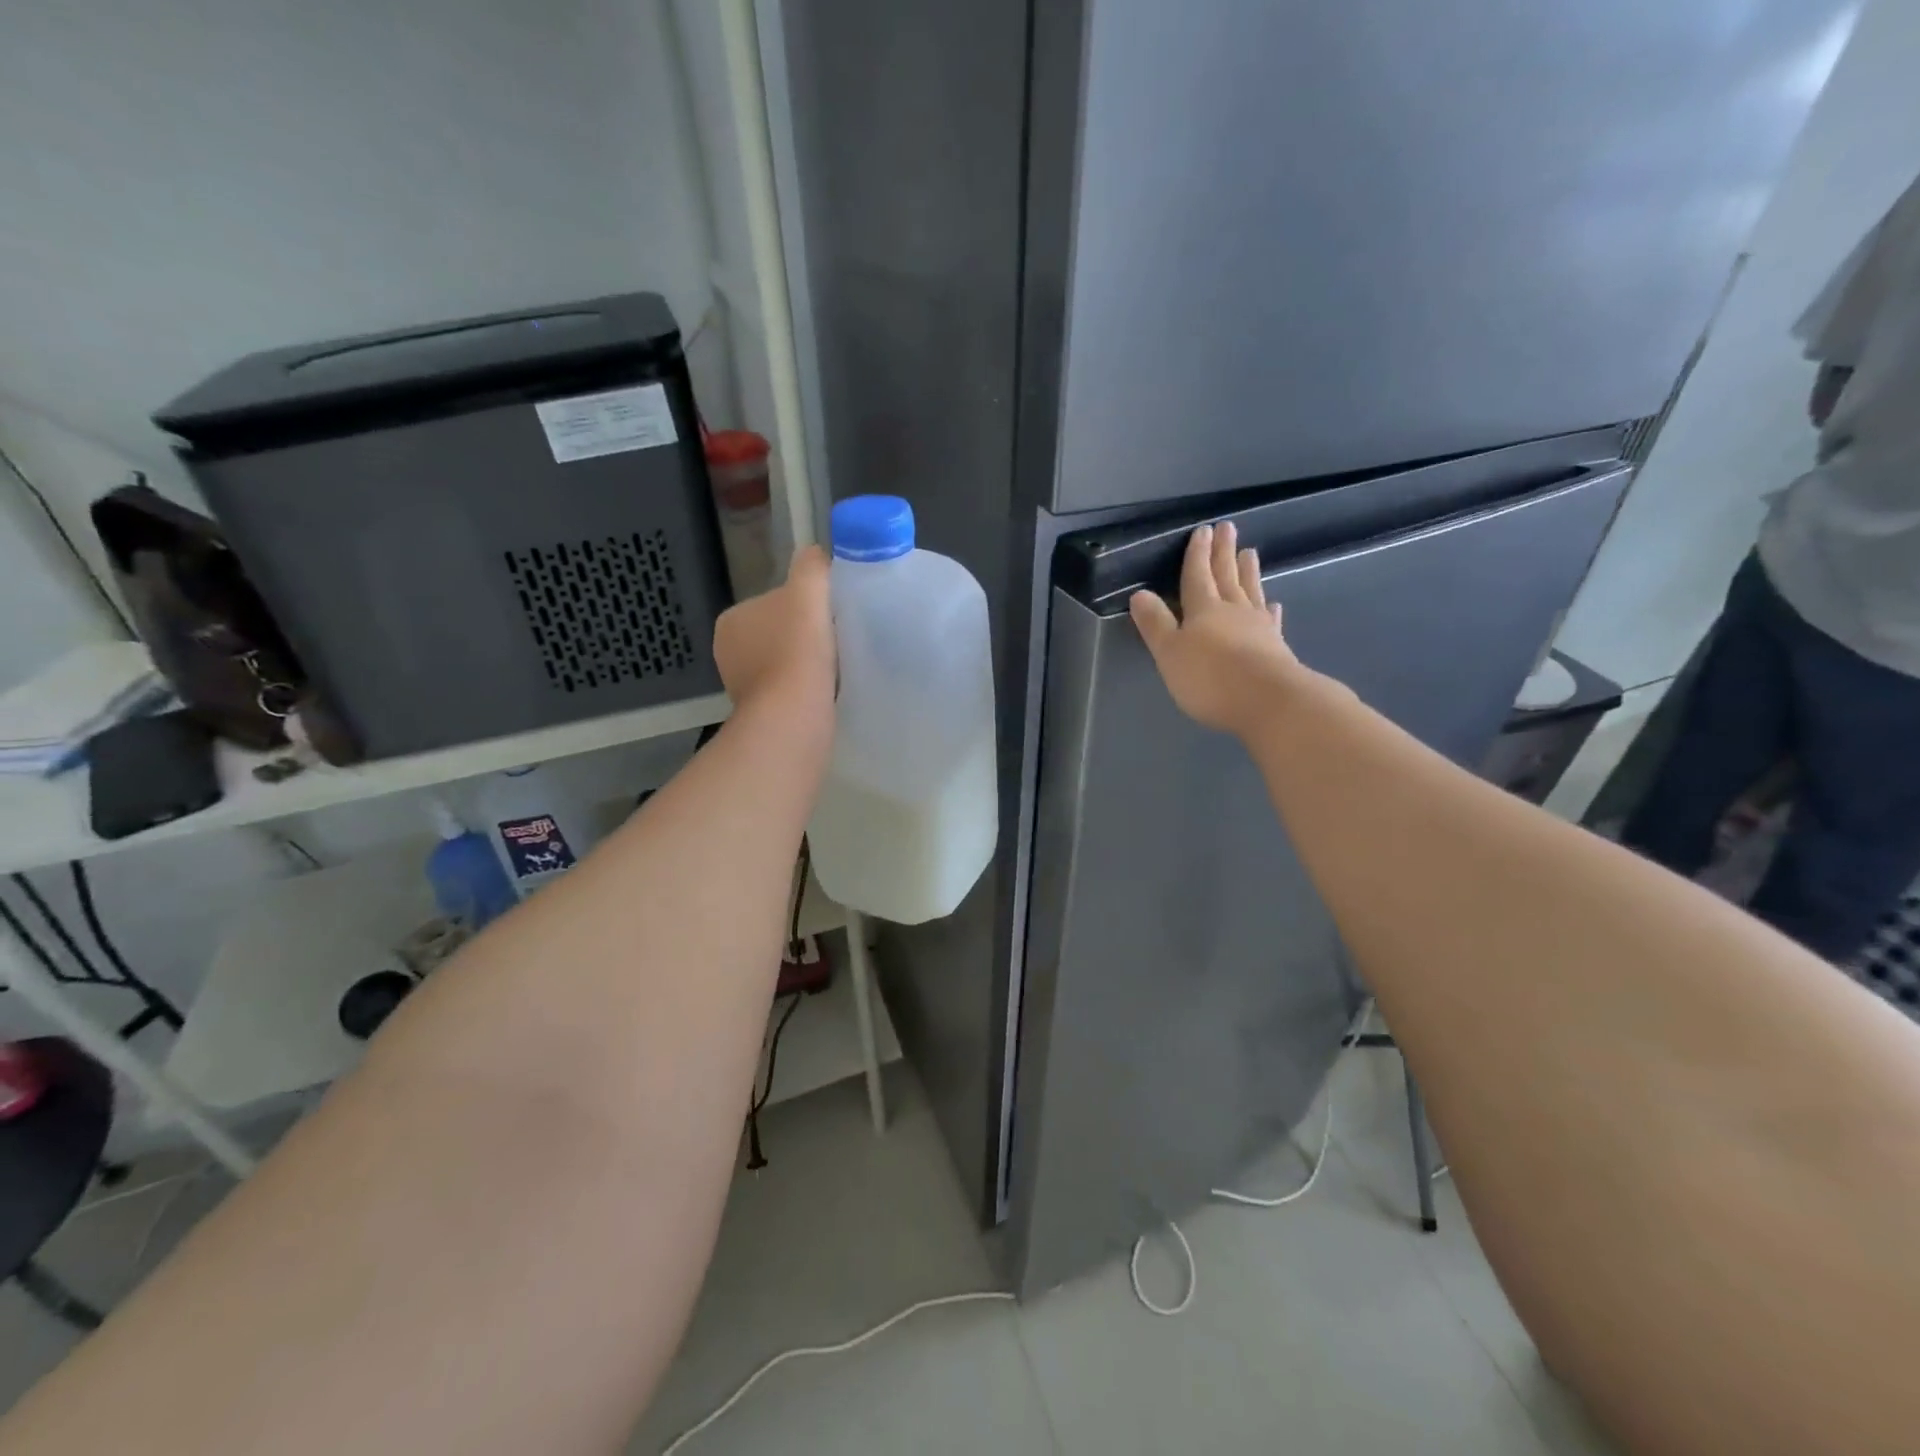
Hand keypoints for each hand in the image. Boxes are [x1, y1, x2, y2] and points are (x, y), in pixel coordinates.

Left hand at [713, 545, 834, 710]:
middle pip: (779, 634)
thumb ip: (811, 566)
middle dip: (804, 638)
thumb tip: (814, 553)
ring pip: (783, 664)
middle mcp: (727, 652)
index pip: (774, 603)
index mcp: (731, 619)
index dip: (805, 607)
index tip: (829, 617)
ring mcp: (741, 687)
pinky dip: (803, 690)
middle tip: (836, 643)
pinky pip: (787, 692)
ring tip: (834, 670)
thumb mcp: (808, 591)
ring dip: (805, 666)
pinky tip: (824, 692)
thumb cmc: (798, 649)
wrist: (794, 715)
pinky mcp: (758, 714)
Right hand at [1130, 522, 1307, 736]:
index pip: (1197, 575)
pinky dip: (1269, 610)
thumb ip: (1155, 623)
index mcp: (1203, 610)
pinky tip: (1273, 604)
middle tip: (1228, 528)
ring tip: (1250, 553)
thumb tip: (1140, 593)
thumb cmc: (1210, 678)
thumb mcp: (1169, 652)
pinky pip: (1271, 620)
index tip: (1203, 530)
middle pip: (1226, 576)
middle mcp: (1232, 611)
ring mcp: (1258, 628)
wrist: (1269, 701)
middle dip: (1224, 553)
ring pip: (1250, 592)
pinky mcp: (1277, 647)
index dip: (1197, 554)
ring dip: (1248, 572)